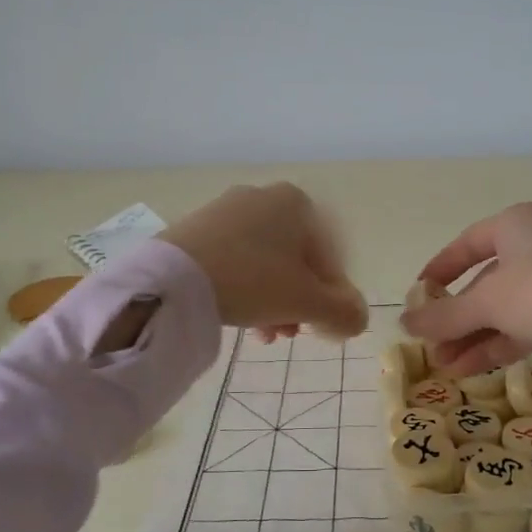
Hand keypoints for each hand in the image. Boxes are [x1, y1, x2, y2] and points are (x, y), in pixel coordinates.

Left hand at [159, 183, 368, 339]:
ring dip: (274, 300)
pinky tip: (240, 317)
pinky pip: (236, 259)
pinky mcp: (198, 228)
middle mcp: (264, 196)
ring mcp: (227, 210)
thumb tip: (357, 320)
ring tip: (265, 334)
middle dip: (299, 301)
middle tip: (291, 333)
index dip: (333, 295)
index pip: (330, 254)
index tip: (322, 326)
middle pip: (296, 259)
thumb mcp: (306, 302)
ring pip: (266, 262)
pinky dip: (245, 288)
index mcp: (297, 203)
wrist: (173, 277)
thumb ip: (342, 311)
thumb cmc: (253, 280)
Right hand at [401, 202, 531, 374]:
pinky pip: (522, 327)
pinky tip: (469, 369)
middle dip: (455, 317)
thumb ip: (444, 315)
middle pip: (484, 283)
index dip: (440, 268)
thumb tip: (404, 325)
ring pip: (503, 309)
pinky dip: (496, 345)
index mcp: (515, 225)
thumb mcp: (488, 301)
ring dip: (472, 337)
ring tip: (443, 366)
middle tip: (429, 345)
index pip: (467, 243)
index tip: (419, 294)